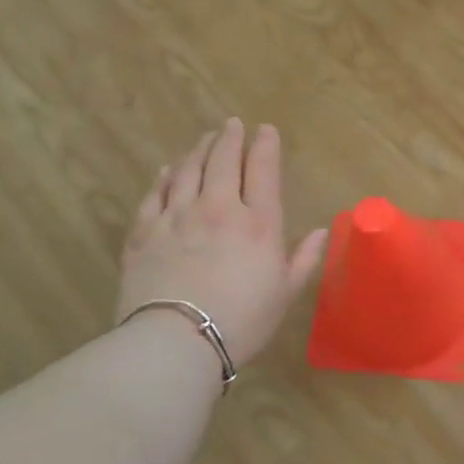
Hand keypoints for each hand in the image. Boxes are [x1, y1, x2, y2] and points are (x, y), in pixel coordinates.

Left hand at [117, 120, 327, 367]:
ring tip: (205, 139)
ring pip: (188, 170)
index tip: (265, 129)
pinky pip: (155, 194)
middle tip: (232, 124)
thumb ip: (304, 258)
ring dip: (198, 150)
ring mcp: (177, 216)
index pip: (263, 170)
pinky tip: (167, 169)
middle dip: (230, 138)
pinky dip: (164, 177)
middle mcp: (219, 208)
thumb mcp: (285, 292)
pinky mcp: (144, 232)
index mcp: (259, 223)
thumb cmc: (243, 320)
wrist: (178, 339)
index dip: (265, 146)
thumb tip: (319, 232)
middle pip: (223, 161)